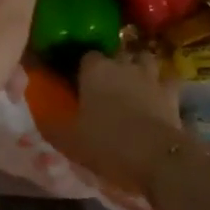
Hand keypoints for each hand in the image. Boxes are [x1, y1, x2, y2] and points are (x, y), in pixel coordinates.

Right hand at [43, 51, 187, 197]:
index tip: (79, 82)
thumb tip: (39, 113)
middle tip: (106, 84)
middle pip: (116, 53)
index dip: (82, 68)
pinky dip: (163, 84)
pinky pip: (168, 80)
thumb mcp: (69, 140)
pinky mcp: (171, 92)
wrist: (155, 156)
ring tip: (134, 82)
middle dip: (112, 64)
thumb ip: (52, 123)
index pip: (86, 56)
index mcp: (95, 69)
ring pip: (144, 59)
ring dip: (139, 66)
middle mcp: (122, 63)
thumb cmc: (107, 143)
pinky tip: (159, 94)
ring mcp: (150, 75)